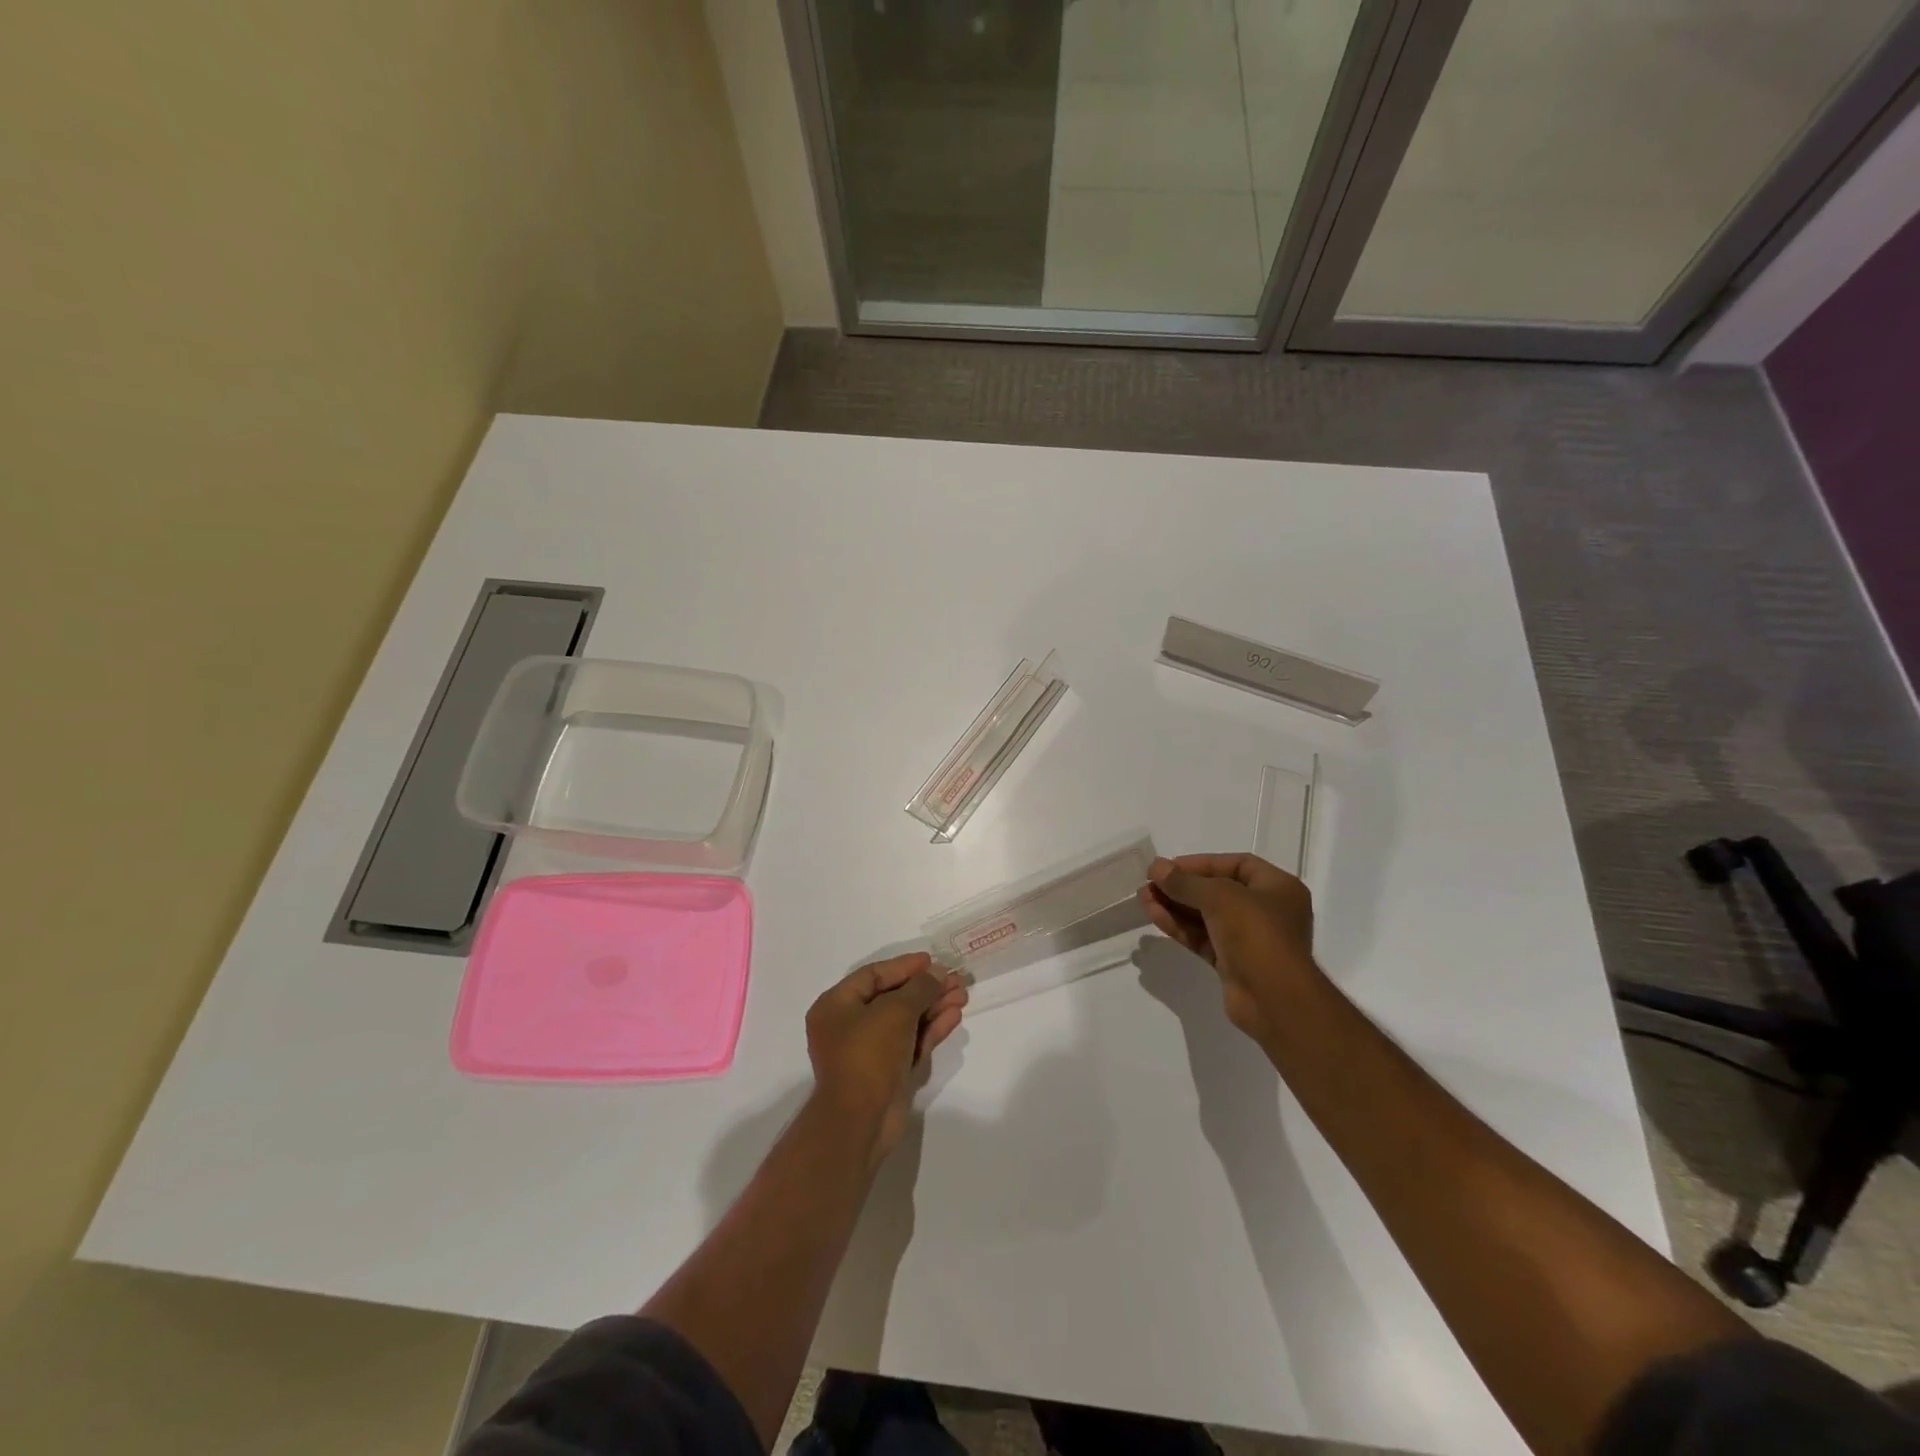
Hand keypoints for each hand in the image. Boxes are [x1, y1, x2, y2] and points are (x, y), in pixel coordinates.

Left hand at [806, 952, 966, 1160]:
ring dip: (933, 1007)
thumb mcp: (895, 1011)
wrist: (861, 1121)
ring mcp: (869, 1051)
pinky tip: (954, 1016)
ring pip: (905, 1021)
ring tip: (962, 995)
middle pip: (893, 997)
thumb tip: (937, 973)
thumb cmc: (869, 1054)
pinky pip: (910, 1042)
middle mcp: (849, 1025)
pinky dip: (930, 1029)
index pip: (873, 975)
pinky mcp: (887, 1072)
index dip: (904, 966)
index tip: (932, 961)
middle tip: (955, 980)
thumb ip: (919, 988)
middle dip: (925, 988)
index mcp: (836, 1006)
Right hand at [1139, 853, 1317, 1044]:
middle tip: (1150, 882)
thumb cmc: (1257, 934)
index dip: (1202, 863)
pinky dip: (1180, 926)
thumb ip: (1185, 882)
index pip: (1237, 864)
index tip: (1170, 866)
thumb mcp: (1219, 897)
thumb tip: (1156, 867)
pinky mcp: (1232, 962)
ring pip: (1206, 916)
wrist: (1274, 1000)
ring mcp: (1249, 939)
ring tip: (1143, 897)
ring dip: (1175, 905)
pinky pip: (1202, 937)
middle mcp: (1266, 911)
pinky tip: (1154, 916)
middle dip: (1182, 886)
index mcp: (1278, 888)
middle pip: (1218, 890)